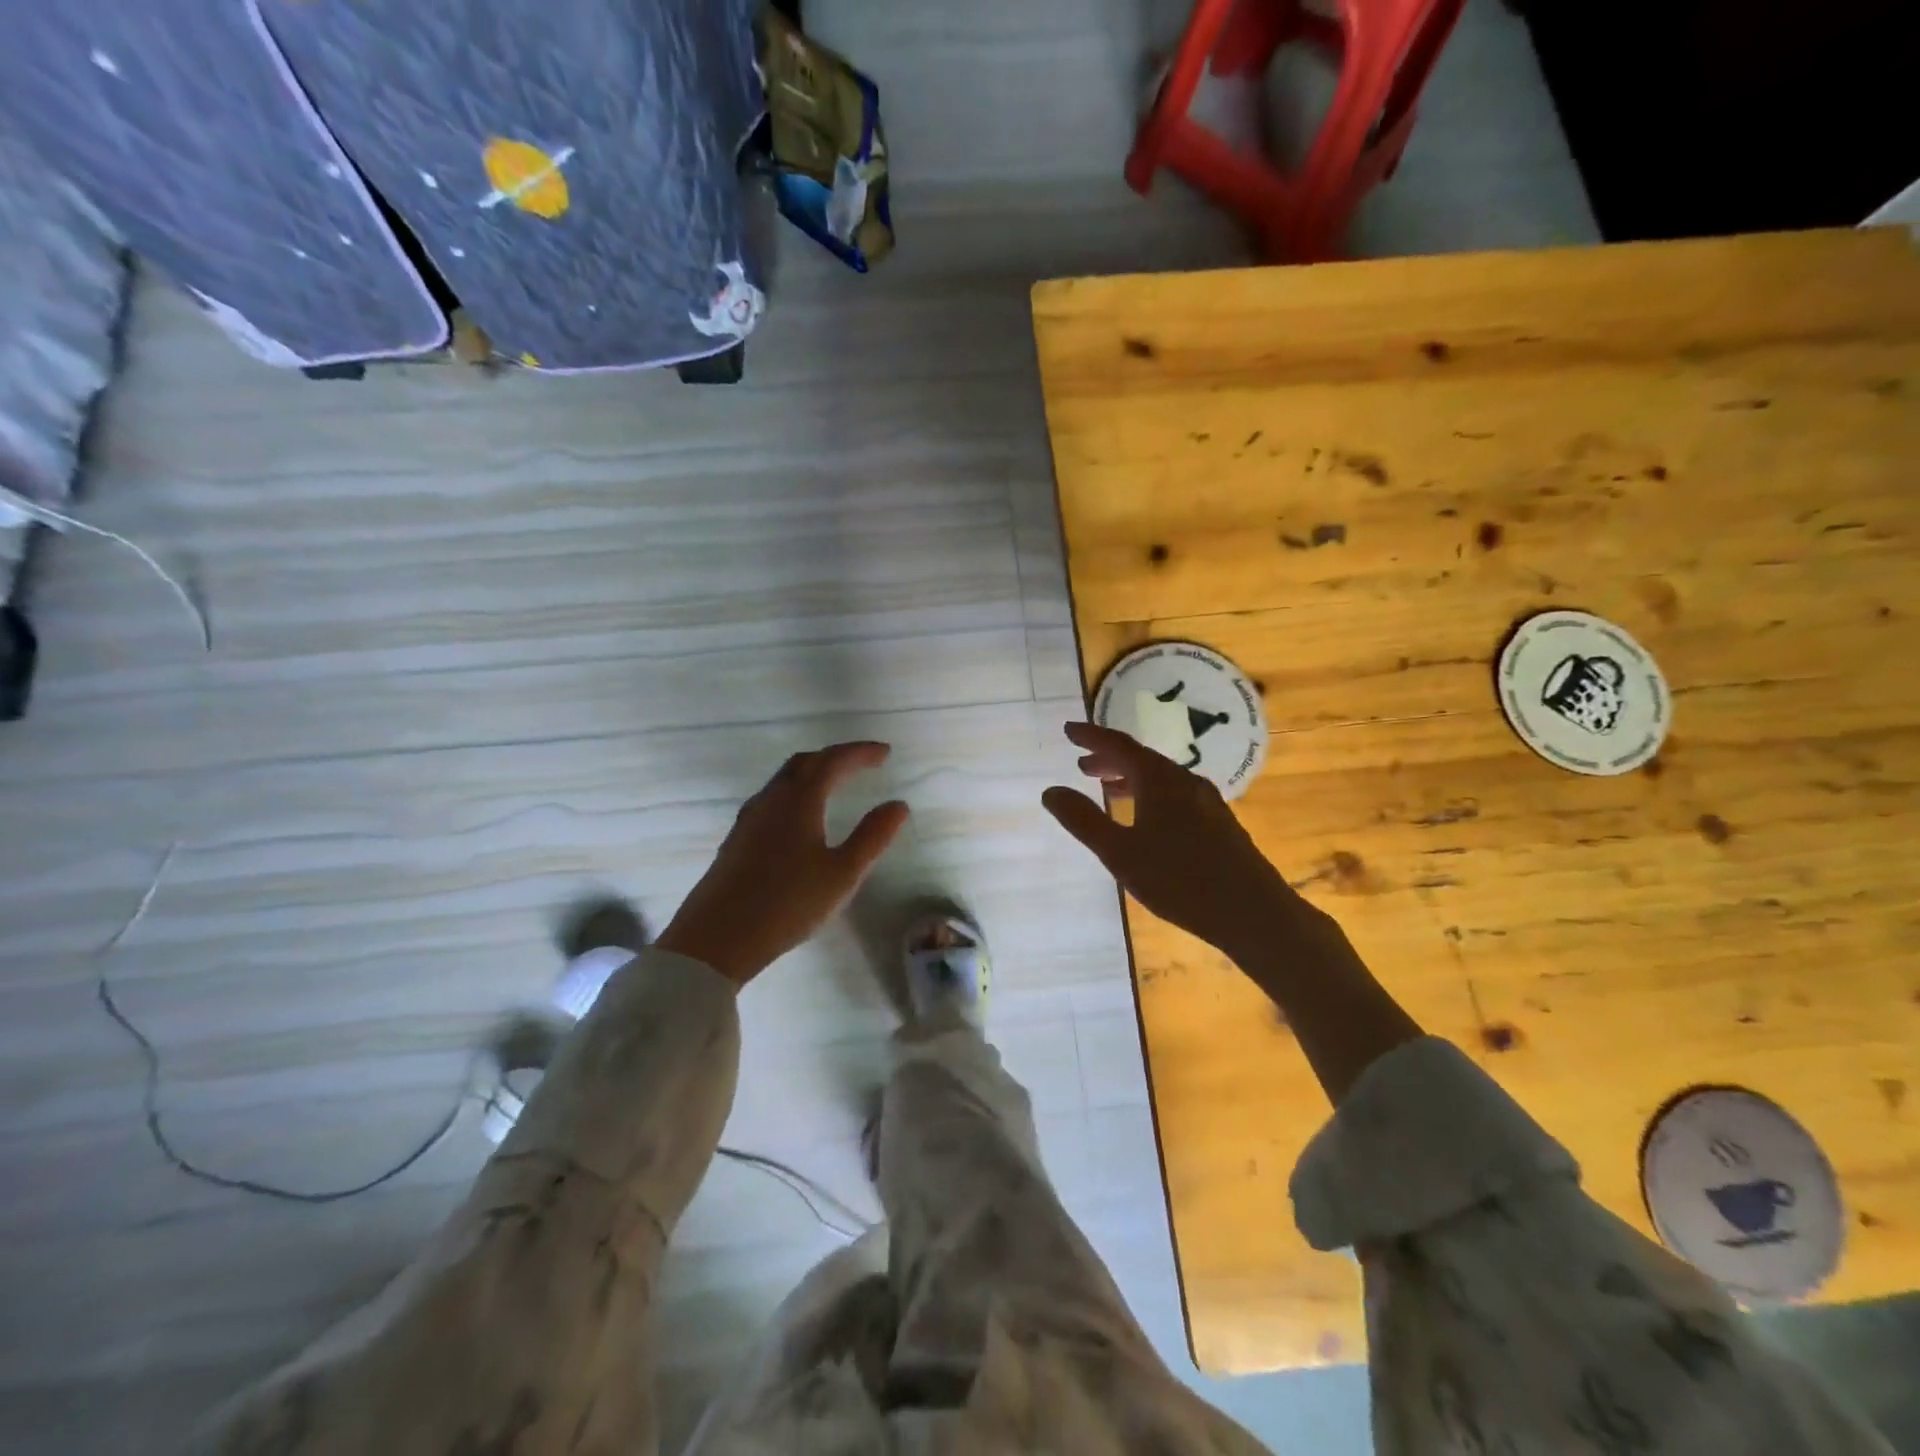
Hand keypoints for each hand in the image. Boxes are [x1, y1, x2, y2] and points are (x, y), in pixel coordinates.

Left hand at [657, 742, 908, 987]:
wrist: (716, 938)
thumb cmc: (787, 904)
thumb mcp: (842, 874)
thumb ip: (872, 837)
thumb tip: (898, 805)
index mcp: (799, 801)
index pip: (833, 761)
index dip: (860, 752)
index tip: (885, 752)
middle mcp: (771, 800)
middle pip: (804, 763)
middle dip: (835, 757)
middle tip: (862, 762)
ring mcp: (749, 819)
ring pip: (785, 780)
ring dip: (813, 773)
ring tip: (836, 783)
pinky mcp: (738, 838)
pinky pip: (773, 799)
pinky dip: (796, 792)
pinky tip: (801, 816)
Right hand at [1044, 722, 1421, 1101]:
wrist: (1253, 912)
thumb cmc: (1180, 880)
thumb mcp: (1120, 853)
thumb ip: (1084, 821)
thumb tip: (1051, 791)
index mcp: (1160, 780)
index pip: (1120, 746)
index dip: (1092, 737)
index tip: (1069, 730)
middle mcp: (1185, 781)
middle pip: (1142, 760)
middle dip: (1110, 759)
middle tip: (1083, 765)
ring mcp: (1206, 802)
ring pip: (1161, 779)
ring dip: (1130, 779)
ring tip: (1108, 789)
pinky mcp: (1218, 824)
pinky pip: (1175, 795)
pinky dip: (1150, 796)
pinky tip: (1147, 819)